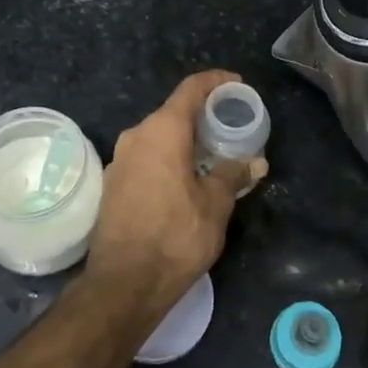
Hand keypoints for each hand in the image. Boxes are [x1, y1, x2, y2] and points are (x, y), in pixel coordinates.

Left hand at [85, 71, 266, 313]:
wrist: (124, 284)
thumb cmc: (176, 236)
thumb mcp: (215, 204)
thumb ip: (234, 175)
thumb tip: (255, 162)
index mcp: (162, 131)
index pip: (191, 89)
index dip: (216, 82)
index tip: (237, 85)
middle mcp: (136, 136)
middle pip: (173, 112)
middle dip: (203, 116)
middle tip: (231, 128)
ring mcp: (119, 161)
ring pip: (158, 137)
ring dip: (185, 141)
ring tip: (213, 156)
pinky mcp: (112, 185)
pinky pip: (146, 158)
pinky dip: (168, 159)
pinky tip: (186, 180)